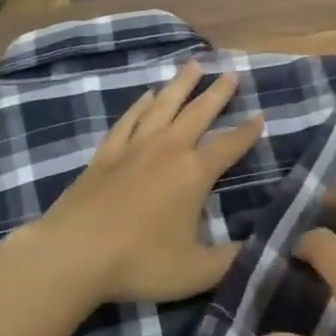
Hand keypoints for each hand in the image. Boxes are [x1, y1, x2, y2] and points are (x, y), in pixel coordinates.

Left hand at [33, 61, 263, 304]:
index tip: (262, 116)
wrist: (73, 254)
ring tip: (194, 64)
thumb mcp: (197, 271)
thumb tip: (262, 249)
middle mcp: (168, 150)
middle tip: (232, 73)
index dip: (248, 132)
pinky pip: (128, 120)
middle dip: (218, 93)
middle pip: (198, 113)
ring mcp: (134, 148)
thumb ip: (232, 259)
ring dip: (181, 85)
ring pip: (163, 106)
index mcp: (194, 173)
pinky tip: (147, 96)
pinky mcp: (105, 155)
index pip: (229, 145)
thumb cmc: (140, 262)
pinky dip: (140, 105)